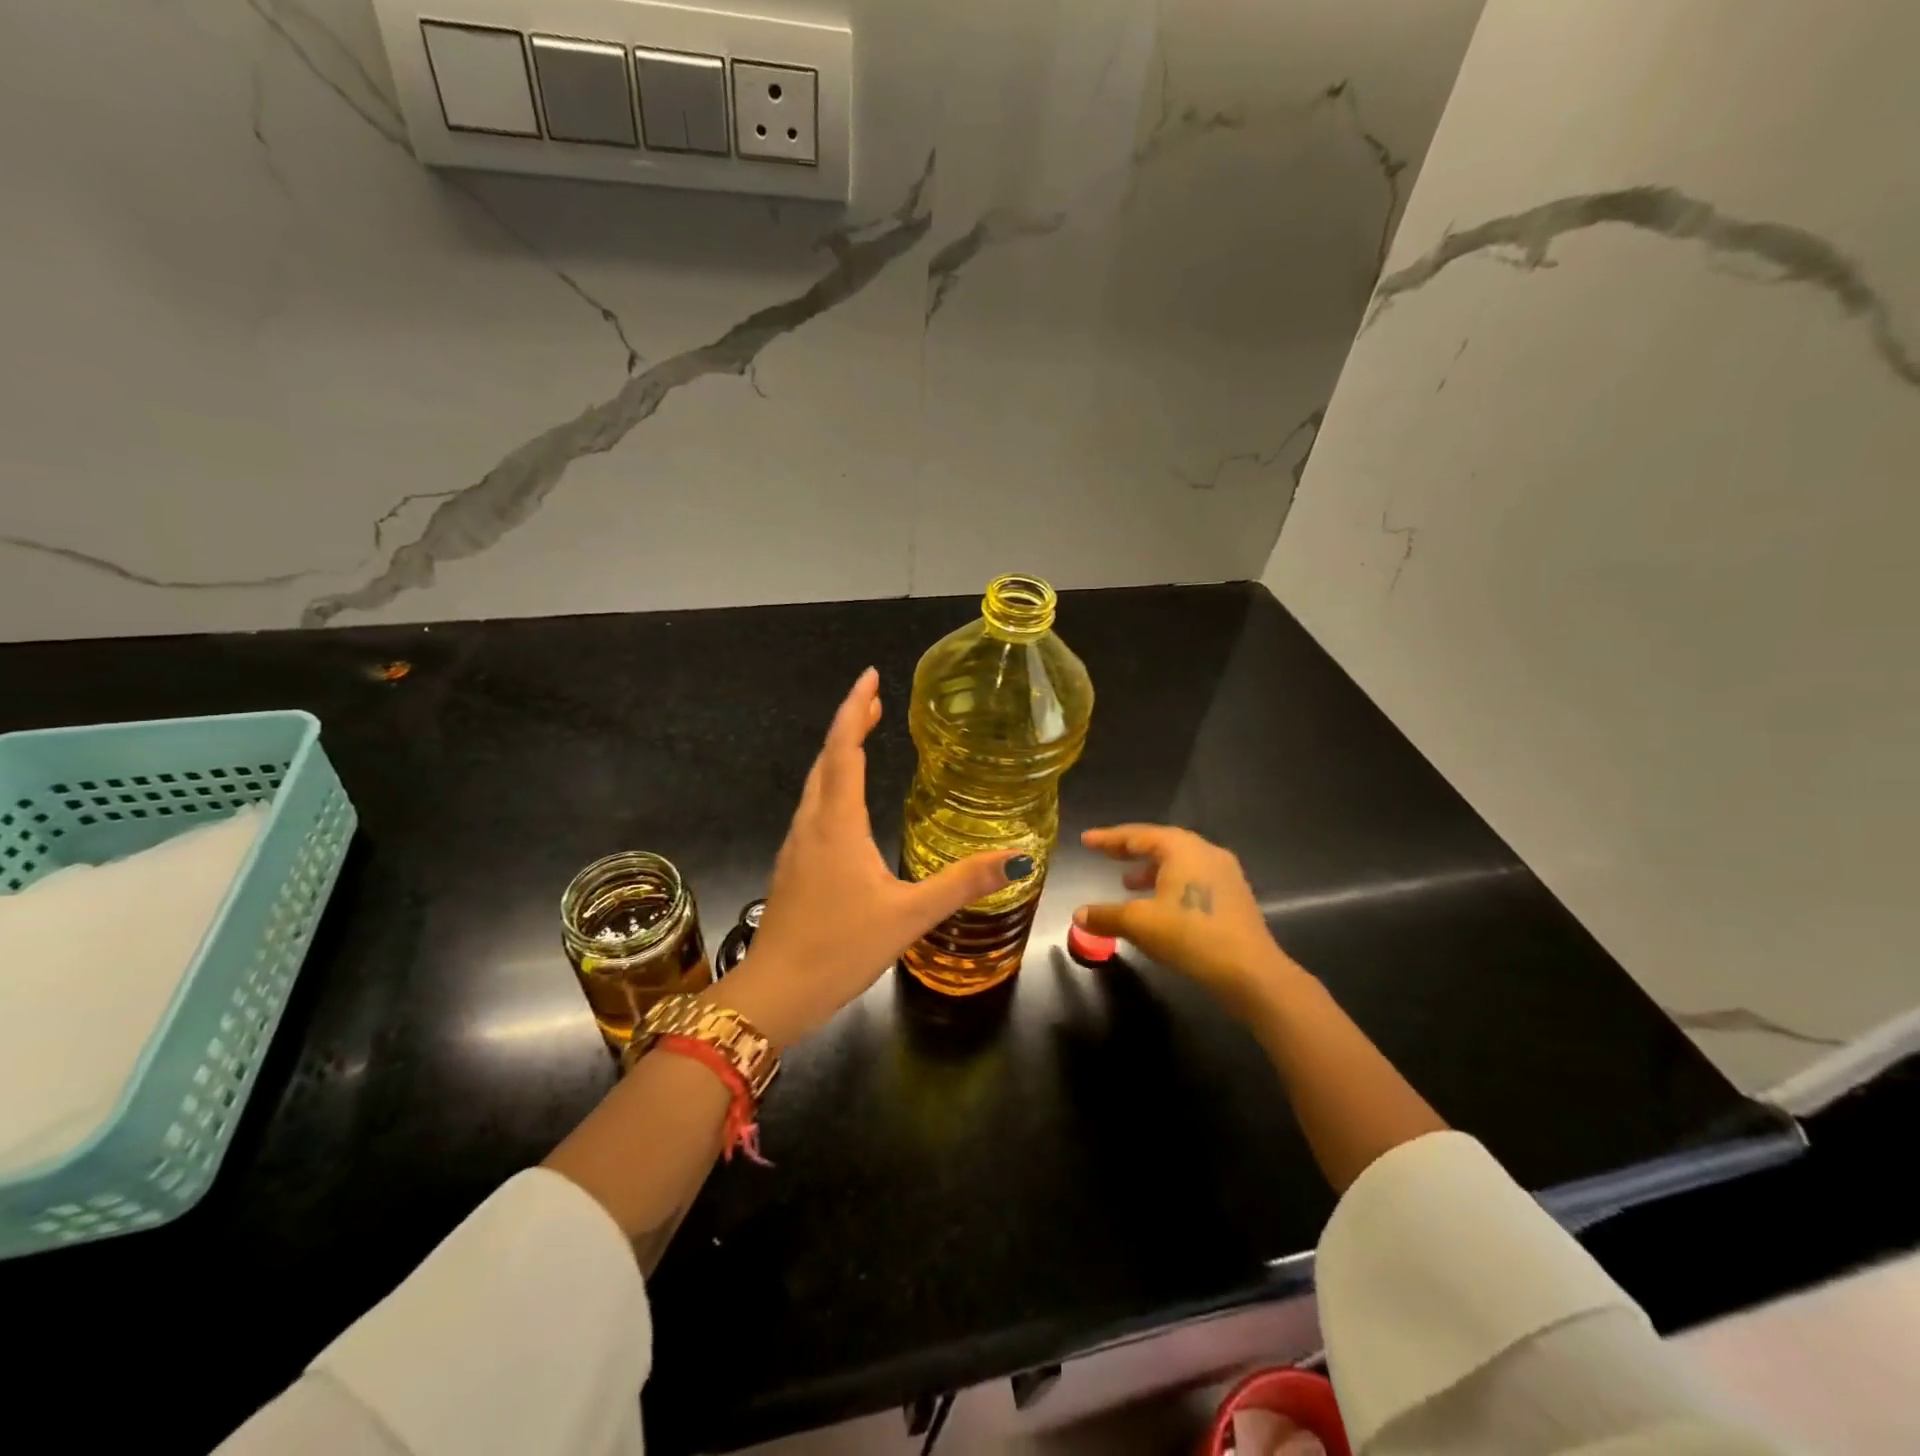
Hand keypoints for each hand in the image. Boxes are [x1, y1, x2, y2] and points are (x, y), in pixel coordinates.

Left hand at [709, 668, 1029, 1046]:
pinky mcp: (793, 867)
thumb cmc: (839, 948)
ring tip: (864, 737)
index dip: (856, 709)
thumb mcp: (909, 915)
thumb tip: (1017, 855)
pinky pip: (813, 808)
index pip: (844, 749)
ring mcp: (796, 846)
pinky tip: (846, 803)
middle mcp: (811, 824)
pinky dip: (831, 784)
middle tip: (876, 701)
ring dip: (838, 753)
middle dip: (850, 724)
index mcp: (837, 823)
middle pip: (827, 759)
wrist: (775, 992)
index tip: (871, 677)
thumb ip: (962, 883)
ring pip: (815, 783)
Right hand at [1075, 824, 1300, 1018]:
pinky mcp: (1235, 895)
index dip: (1109, 838)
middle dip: (1130, 850)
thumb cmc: (1189, 935)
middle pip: (1161, 843)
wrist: (1249, 970)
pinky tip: (1160, 904)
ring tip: (1127, 882)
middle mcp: (1205, 852)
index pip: (1138, 835)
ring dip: (1151, 869)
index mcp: (1182, 848)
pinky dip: (1170, 883)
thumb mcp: (1139, 924)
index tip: (1086, 840)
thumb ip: (1106, 915)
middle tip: (1105, 854)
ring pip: (1180, 862)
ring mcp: (1225, 873)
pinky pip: (1194, 878)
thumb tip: (1079, 915)